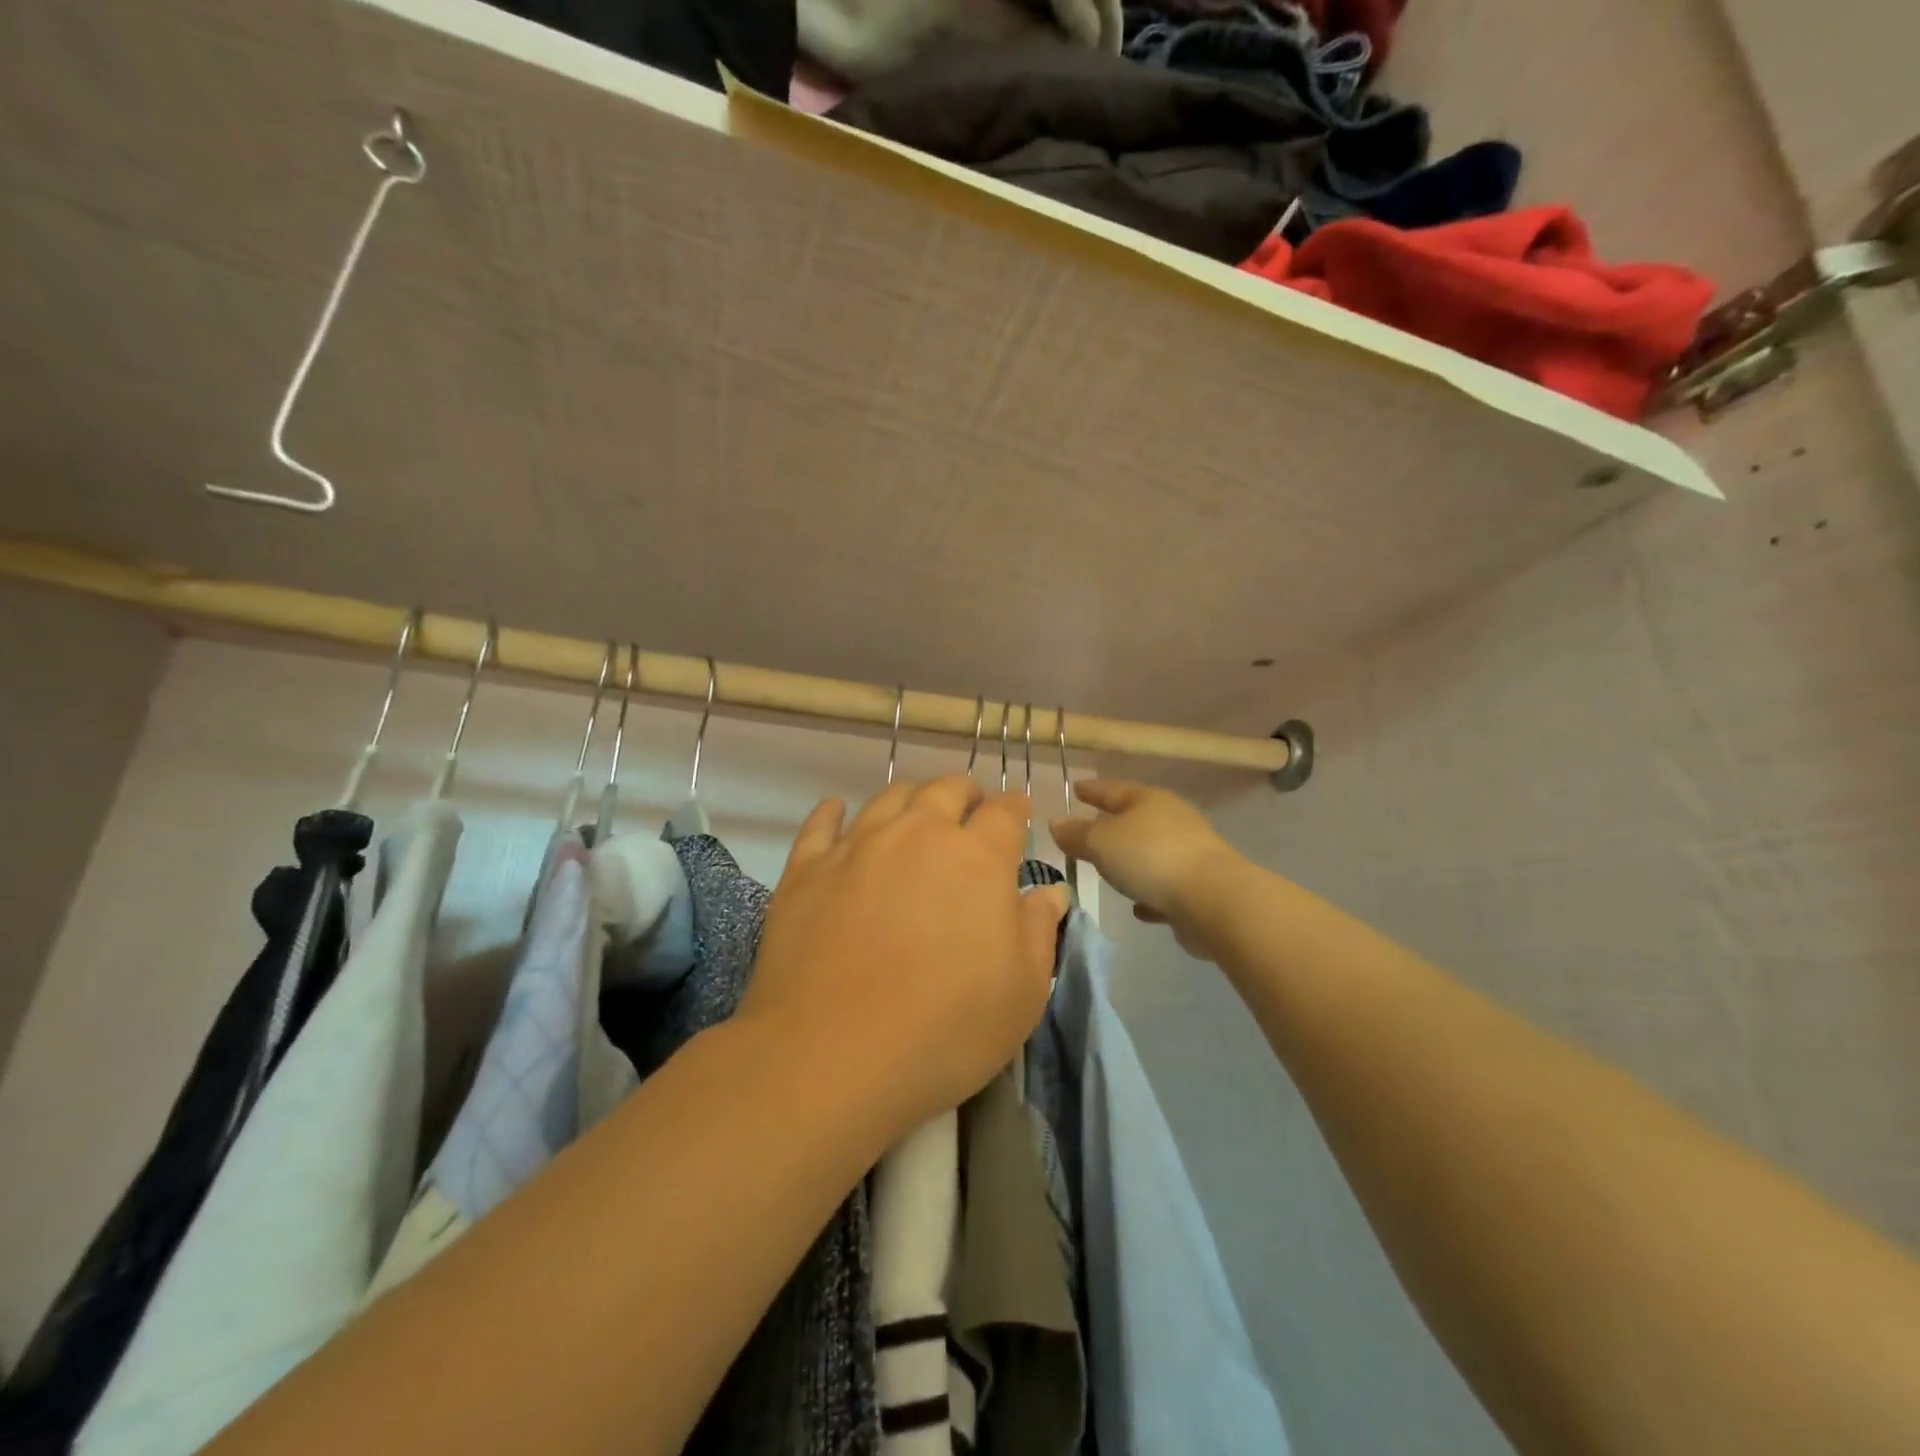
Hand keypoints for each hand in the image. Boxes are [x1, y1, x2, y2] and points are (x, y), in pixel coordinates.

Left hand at [739, 777, 1068, 1140]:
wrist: (830, 1057)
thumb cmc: (945, 1030)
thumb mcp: (1022, 993)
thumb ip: (1039, 930)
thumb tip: (1050, 892)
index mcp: (977, 858)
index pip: (1005, 813)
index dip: (1016, 809)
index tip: (1020, 814)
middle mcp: (917, 834)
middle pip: (945, 790)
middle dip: (965, 794)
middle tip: (971, 810)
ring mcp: (857, 846)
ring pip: (889, 797)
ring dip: (911, 798)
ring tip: (915, 813)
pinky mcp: (806, 869)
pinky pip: (821, 823)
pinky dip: (834, 812)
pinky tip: (837, 812)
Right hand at [1050, 781, 1238, 956]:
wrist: (1212, 899)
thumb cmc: (1149, 858)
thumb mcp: (1100, 843)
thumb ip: (1077, 835)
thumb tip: (1057, 823)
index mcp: (1147, 800)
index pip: (1112, 789)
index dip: (1092, 790)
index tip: (1075, 789)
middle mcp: (1171, 819)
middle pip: (1136, 818)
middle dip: (1113, 825)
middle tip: (1089, 830)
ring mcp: (1189, 853)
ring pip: (1151, 852)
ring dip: (1133, 861)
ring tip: (1110, 871)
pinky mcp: (1198, 886)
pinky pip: (1165, 885)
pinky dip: (1150, 892)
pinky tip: (1139, 907)